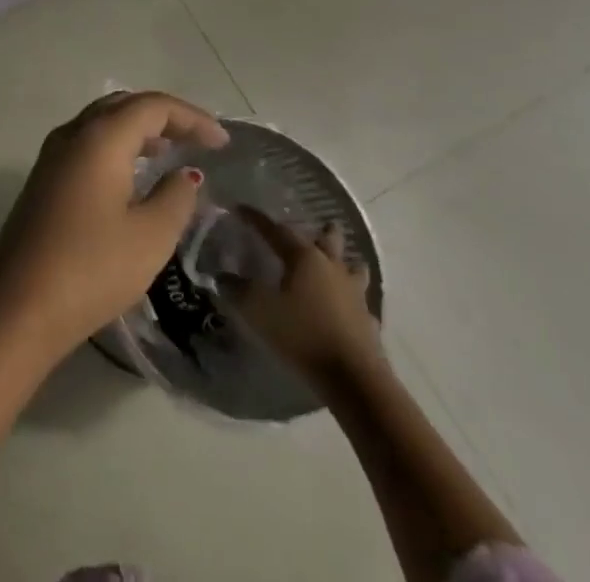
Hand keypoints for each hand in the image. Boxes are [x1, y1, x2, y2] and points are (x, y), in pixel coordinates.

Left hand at [0, 91, 228, 364]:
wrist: (19, 305)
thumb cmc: (91, 268)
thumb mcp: (149, 237)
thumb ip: (175, 198)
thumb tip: (185, 174)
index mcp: (99, 138)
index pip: (151, 106)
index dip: (191, 118)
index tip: (223, 143)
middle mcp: (72, 134)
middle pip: (123, 105)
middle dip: (164, 117)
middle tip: (198, 140)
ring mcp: (51, 155)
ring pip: (101, 122)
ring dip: (138, 129)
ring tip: (170, 151)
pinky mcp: (43, 179)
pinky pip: (87, 143)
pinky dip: (116, 146)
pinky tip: (132, 174)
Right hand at [227, 211, 378, 381]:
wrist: (354, 380)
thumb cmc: (302, 334)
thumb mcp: (258, 310)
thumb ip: (237, 289)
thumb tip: (221, 276)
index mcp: (304, 257)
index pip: (277, 229)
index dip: (256, 219)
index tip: (240, 209)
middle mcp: (332, 268)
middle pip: (329, 239)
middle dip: (321, 231)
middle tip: (313, 227)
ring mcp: (355, 294)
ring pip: (353, 267)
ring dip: (344, 262)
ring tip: (335, 263)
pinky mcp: (368, 322)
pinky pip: (361, 302)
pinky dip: (352, 299)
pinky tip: (346, 307)